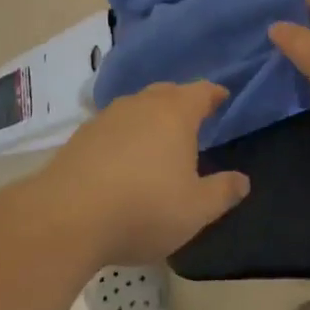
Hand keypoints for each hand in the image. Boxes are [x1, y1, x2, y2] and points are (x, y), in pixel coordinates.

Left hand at [38, 82, 249, 264]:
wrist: (66, 218)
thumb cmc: (143, 209)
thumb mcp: (195, 210)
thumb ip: (223, 192)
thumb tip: (243, 181)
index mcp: (175, 114)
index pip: (201, 92)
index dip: (214, 94)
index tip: (223, 98)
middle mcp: (141, 105)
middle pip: (167, 93)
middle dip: (182, 101)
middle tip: (193, 118)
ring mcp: (107, 117)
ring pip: (137, 107)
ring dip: (150, 117)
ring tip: (158, 138)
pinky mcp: (81, 136)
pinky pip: (113, 126)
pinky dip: (125, 134)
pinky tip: (123, 158)